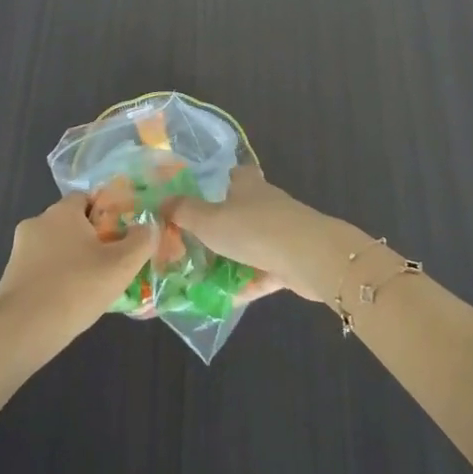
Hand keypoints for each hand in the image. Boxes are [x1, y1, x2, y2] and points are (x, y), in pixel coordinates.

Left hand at [0, 193, 154, 356]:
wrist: (21, 331)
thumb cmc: (75, 288)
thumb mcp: (120, 265)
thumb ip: (141, 241)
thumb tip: (150, 225)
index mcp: (62, 211)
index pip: (87, 198)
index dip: (107, 213)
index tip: (122, 235)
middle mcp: (37, 222)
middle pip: (72, 223)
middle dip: (92, 239)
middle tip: (113, 263)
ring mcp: (20, 250)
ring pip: (56, 247)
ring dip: (74, 260)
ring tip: (94, 287)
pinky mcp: (11, 276)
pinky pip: (42, 269)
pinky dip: (57, 278)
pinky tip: (71, 301)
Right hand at [167, 167, 371, 302]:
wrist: (310, 258)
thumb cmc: (254, 229)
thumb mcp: (209, 220)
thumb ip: (184, 212)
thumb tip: (162, 202)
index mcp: (248, 185)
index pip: (236, 174)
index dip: (222, 180)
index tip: (204, 193)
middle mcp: (266, 204)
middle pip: (242, 210)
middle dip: (221, 224)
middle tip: (192, 242)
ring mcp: (282, 233)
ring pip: (252, 243)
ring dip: (232, 257)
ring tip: (202, 274)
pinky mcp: (291, 261)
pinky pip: (262, 273)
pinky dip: (246, 283)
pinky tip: (224, 299)